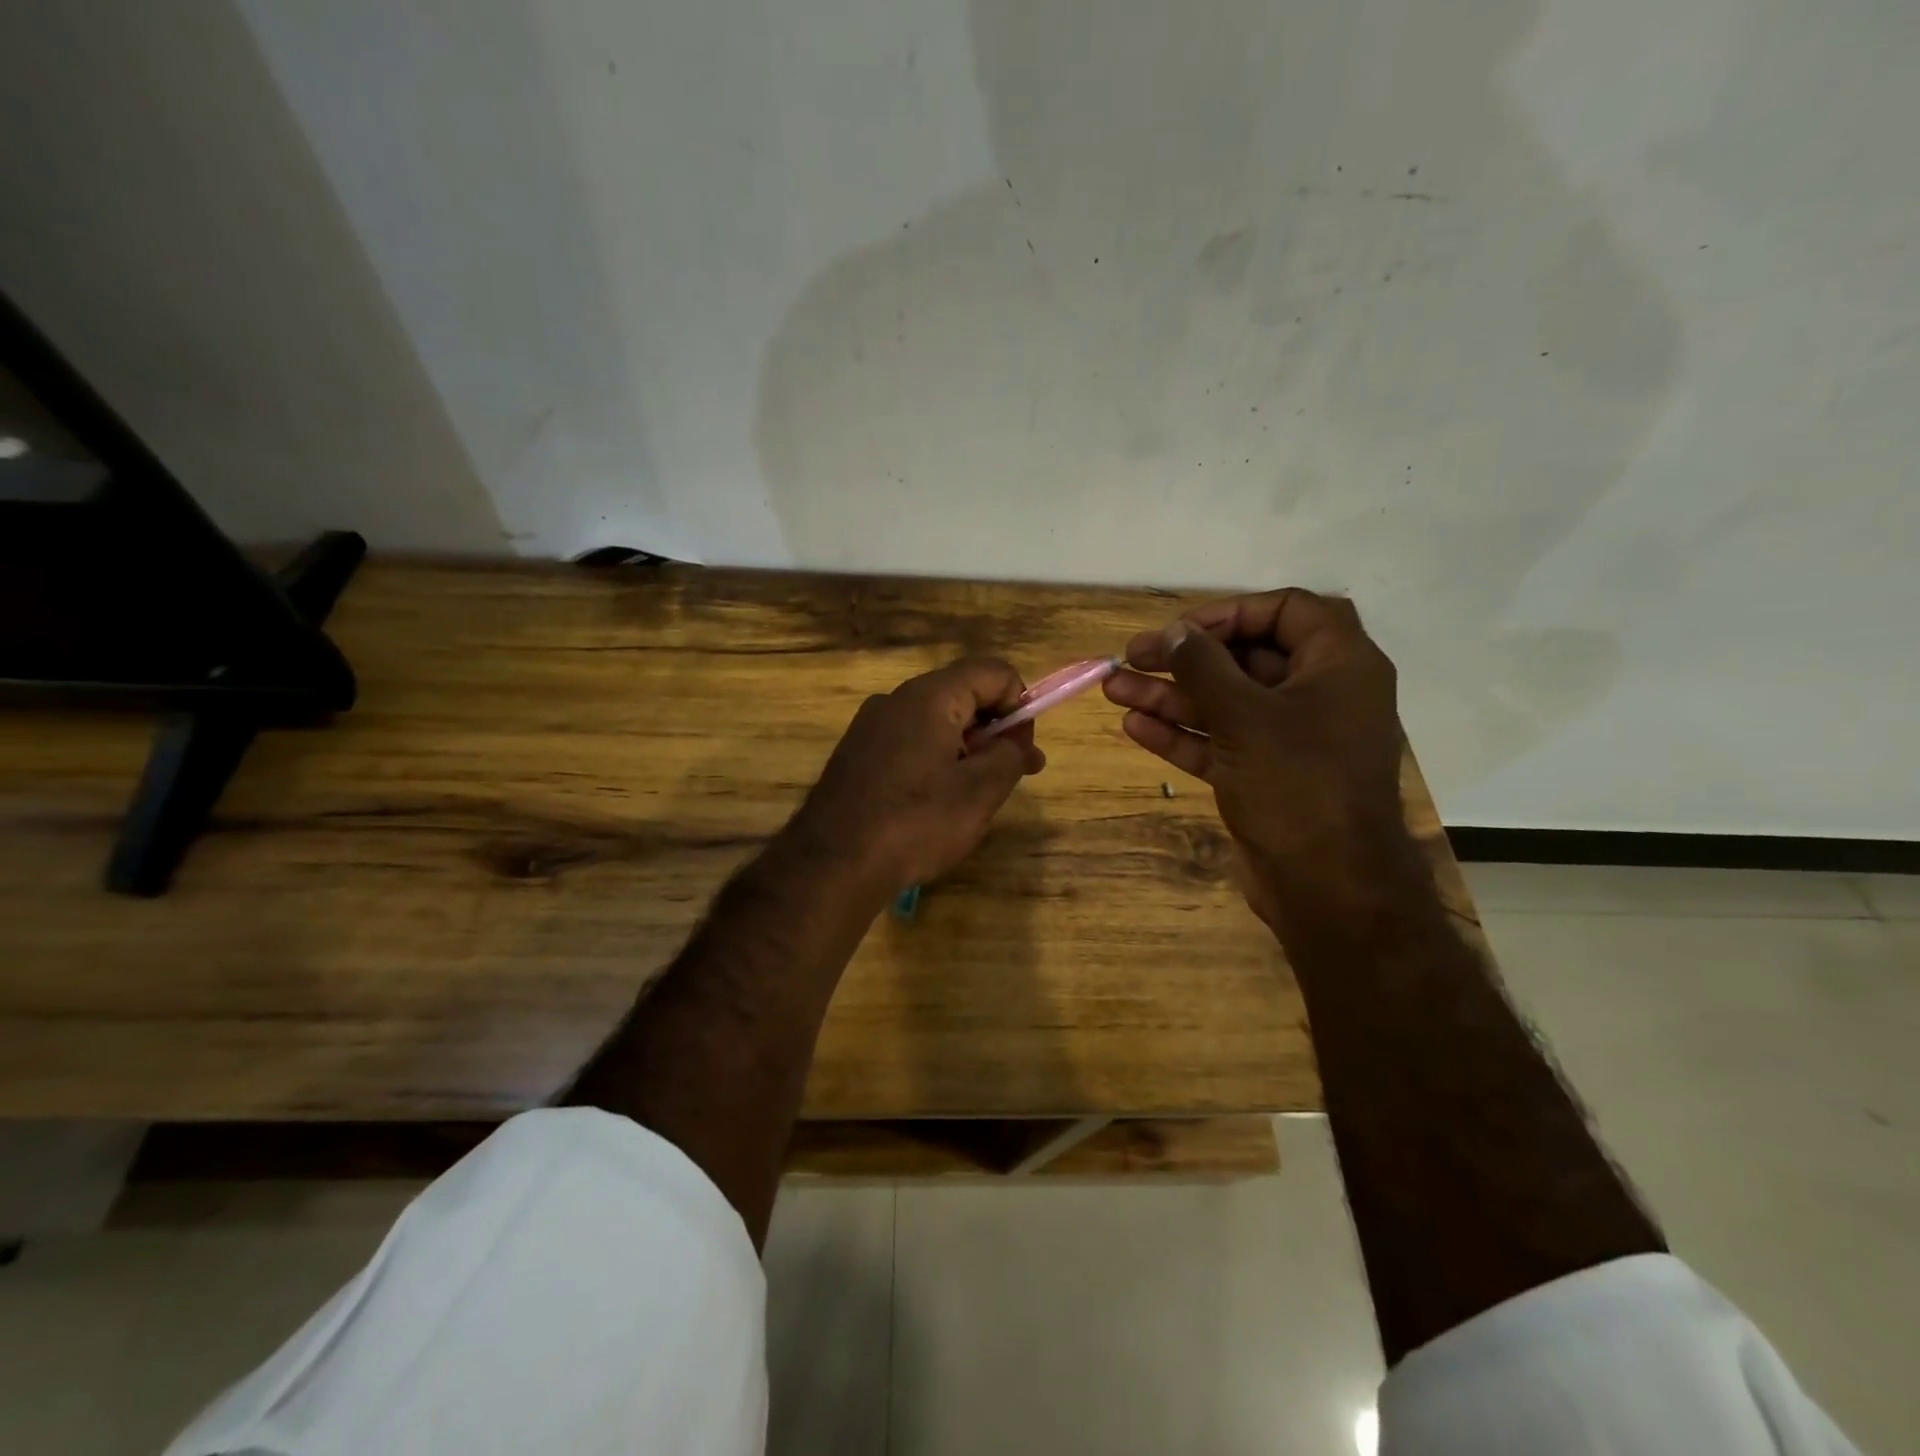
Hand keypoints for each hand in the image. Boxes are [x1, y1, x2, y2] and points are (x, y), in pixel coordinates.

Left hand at [790, 658, 1045, 897]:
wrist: (832, 864)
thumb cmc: (916, 822)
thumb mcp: (980, 792)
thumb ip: (1010, 755)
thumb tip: (1015, 742)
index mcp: (930, 696)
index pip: (994, 672)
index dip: (1020, 705)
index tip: (1023, 751)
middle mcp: (897, 699)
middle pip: (964, 694)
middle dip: (996, 729)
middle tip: (1016, 774)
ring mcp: (871, 725)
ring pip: (936, 721)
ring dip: (967, 748)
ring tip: (978, 794)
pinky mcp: (857, 753)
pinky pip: (909, 742)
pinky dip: (936, 760)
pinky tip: (937, 801)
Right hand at [1104, 589, 1414, 918]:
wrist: (1329, 888)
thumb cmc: (1298, 785)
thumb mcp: (1245, 717)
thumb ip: (1205, 667)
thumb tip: (1175, 631)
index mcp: (1338, 666)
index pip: (1286, 611)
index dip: (1230, 612)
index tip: (1181, 628)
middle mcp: (1317, 695)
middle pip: (1246, 658)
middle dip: (1185, 658)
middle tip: (1132, 657)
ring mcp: (1289, 739)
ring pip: (1225, 703)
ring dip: (1170, 696)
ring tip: (1113, 688)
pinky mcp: (1264, 775)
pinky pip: (1220, 742)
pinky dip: (1181, 734)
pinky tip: (1134, 727)